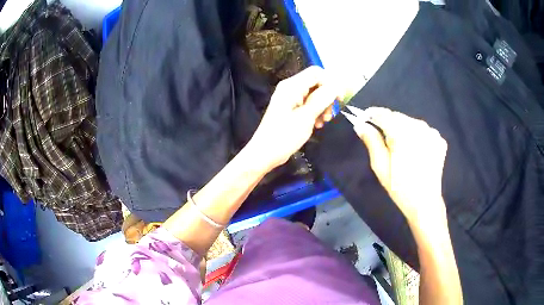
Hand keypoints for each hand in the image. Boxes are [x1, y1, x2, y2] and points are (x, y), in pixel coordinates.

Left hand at [247, 66, 340, 170]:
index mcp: (292, 86)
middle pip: (316, 83)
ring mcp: (290, 98)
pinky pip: (308, 104)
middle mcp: (291, 88)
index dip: (331, 83)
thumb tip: (337, 85)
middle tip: (329, 115)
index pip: (317, 73)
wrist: (265, 154)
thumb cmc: (284, 136)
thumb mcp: (306, 117)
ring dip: (323, 106)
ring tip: (323, 122)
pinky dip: (315, 112)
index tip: (338, 100)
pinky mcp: (291, 108)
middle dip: (327, 97)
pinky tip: (316, 124)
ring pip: (314, 94)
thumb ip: (322, 99)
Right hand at [351, 107, 447, 222]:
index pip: (383, 114)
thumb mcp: (380, 166)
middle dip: (388, 123)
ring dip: (403, 129)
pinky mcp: (439, 139)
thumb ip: (371, 141)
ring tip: (400, 147)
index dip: (372, 114)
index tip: (364, 118)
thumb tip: (360, 125)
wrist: (425, 202)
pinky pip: (423, 130)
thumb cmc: (400, 187)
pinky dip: (416, 135)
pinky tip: (415, 150)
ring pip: (411, 122)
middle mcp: (419, 127)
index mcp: (402, 133)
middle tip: (383, 139)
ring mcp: (432, 132)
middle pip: (398, 116)